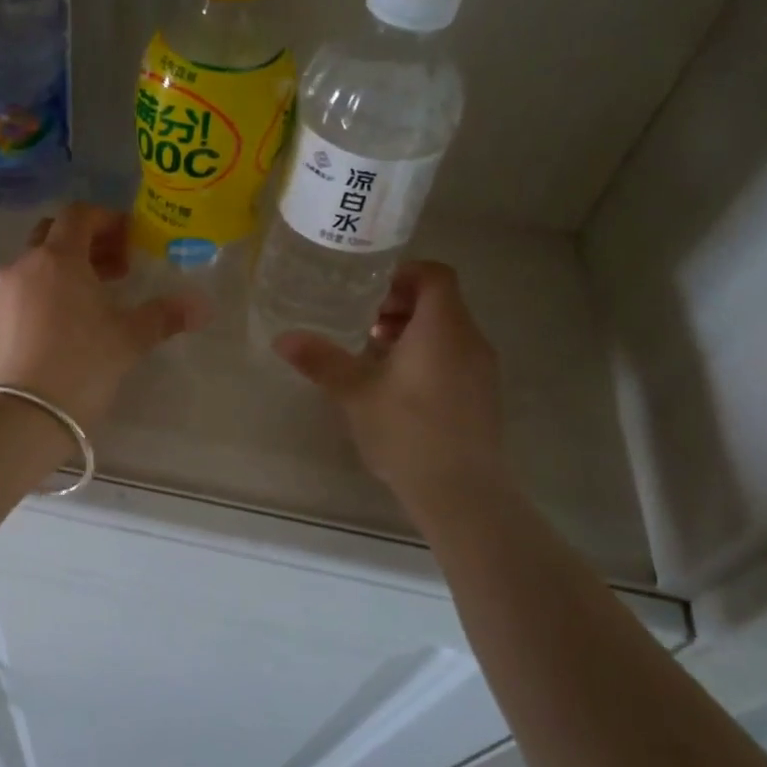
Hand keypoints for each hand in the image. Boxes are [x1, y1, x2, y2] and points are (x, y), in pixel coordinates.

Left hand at [0, 204, 210, 429]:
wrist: (22, 416)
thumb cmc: (81, 365)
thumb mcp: (129, 339)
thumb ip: (164, 316)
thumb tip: (201, 306)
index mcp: (58, 258)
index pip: (79, 215)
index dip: (108, 220)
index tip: (131, 241)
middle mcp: (24, 266)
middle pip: (54, 233)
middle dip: (87, 242)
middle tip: (117, 268)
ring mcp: (3, 293)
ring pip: (36, 263)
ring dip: (66, 269)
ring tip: (95, 299)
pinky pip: (23, 291)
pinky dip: (46, 291)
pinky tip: (66, 324)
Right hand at [274, 261, 508, 502]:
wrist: (462, 492)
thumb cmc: (407, 431)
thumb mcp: (355, 392)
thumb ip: (321, 360)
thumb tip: (282, 338)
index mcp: (442, 328)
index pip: (434, 275)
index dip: (403, 274)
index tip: (369, 290)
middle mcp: (470, 340)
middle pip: (440, 302)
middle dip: (400, 304)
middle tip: (363, 322)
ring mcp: (482, 370)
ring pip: (448, 332)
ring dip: (412, 332)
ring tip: (374, 353)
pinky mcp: (483, 396)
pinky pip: (455, 357)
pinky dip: (427, 355)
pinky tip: (397, 386)